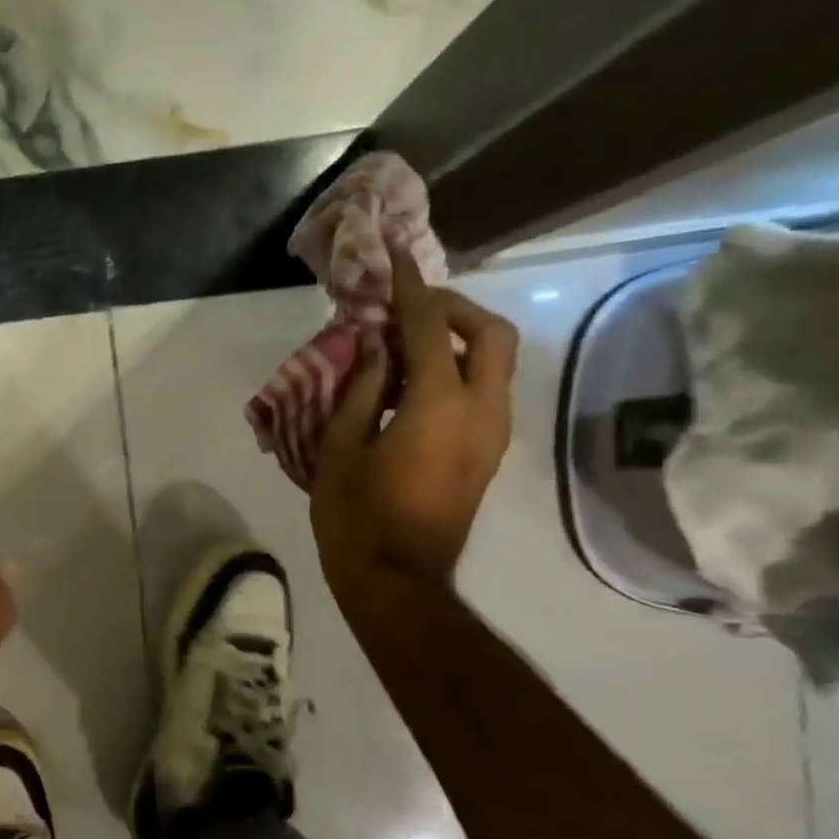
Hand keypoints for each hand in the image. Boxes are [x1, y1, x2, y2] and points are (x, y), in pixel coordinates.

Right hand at [310, 255, 518, 590]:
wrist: (397, 580)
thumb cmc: (356, 516)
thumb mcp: (342, 447)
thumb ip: (361, 387)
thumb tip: (376, 344)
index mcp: (439, 405)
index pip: (432, 327)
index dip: (412, 289)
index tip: (397, 258)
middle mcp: (482, 410)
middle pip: (491, 334)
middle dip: (454, 309)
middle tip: (409, 309)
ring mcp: (492, 434)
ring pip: (496, 362)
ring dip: (459, 339)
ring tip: (405, 344)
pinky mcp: (488, 453)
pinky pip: (485, 391)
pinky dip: (459, 370)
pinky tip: (414, 384)